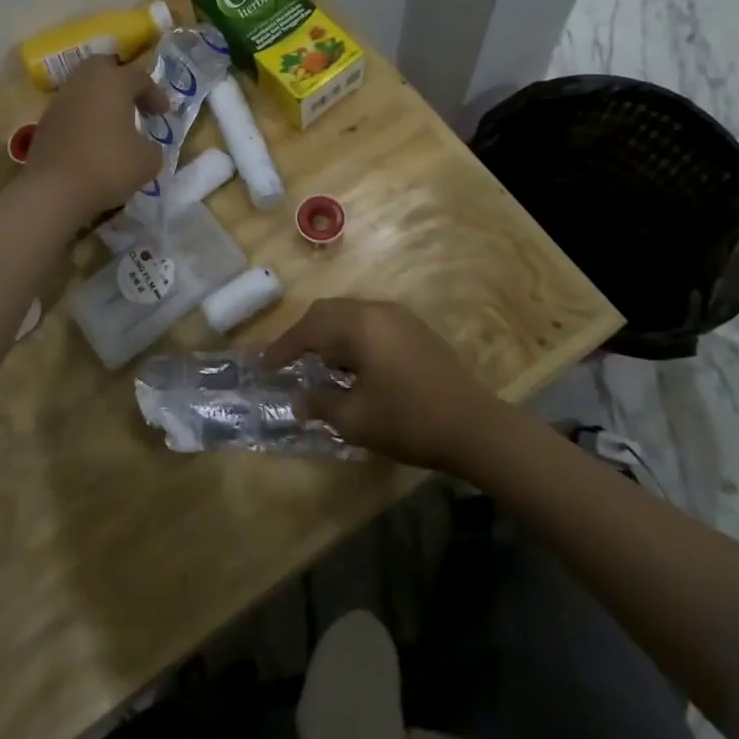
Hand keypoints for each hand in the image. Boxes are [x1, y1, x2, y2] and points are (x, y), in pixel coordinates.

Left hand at [25, 55, 168, 221]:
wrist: (54, 189)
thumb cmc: (108, 166)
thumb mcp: (148, 160)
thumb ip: (154, 147)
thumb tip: (147, 147)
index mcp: (113, 81)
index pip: (140, 77)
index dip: (155, 94)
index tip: (163, 114)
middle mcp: (84, 82)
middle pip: (104, 67)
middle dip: (121, 81)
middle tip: (134, 103)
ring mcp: (60, 100)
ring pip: (84, 87)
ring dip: (101, 100)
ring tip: (114, 124)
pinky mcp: (45, 121)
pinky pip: (71, 109)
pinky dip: (85, 117)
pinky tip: (93, 140)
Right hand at [262, 298, 505, 473]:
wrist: (476, 427)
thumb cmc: (409, 421)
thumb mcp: (356, 420)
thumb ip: (321, 404)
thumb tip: (299, 399)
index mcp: (359, 326)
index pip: (308, 329)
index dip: (282, 347)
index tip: (262, 365)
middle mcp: (377, 311)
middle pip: (327, 312)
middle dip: (302, 334)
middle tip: (285, 358)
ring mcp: (400, 317)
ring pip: (350, 315)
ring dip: (328, 334)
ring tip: (316, 363)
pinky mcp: (415, 330)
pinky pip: (370, 323)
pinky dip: (350, 337)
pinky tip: (351, 365)